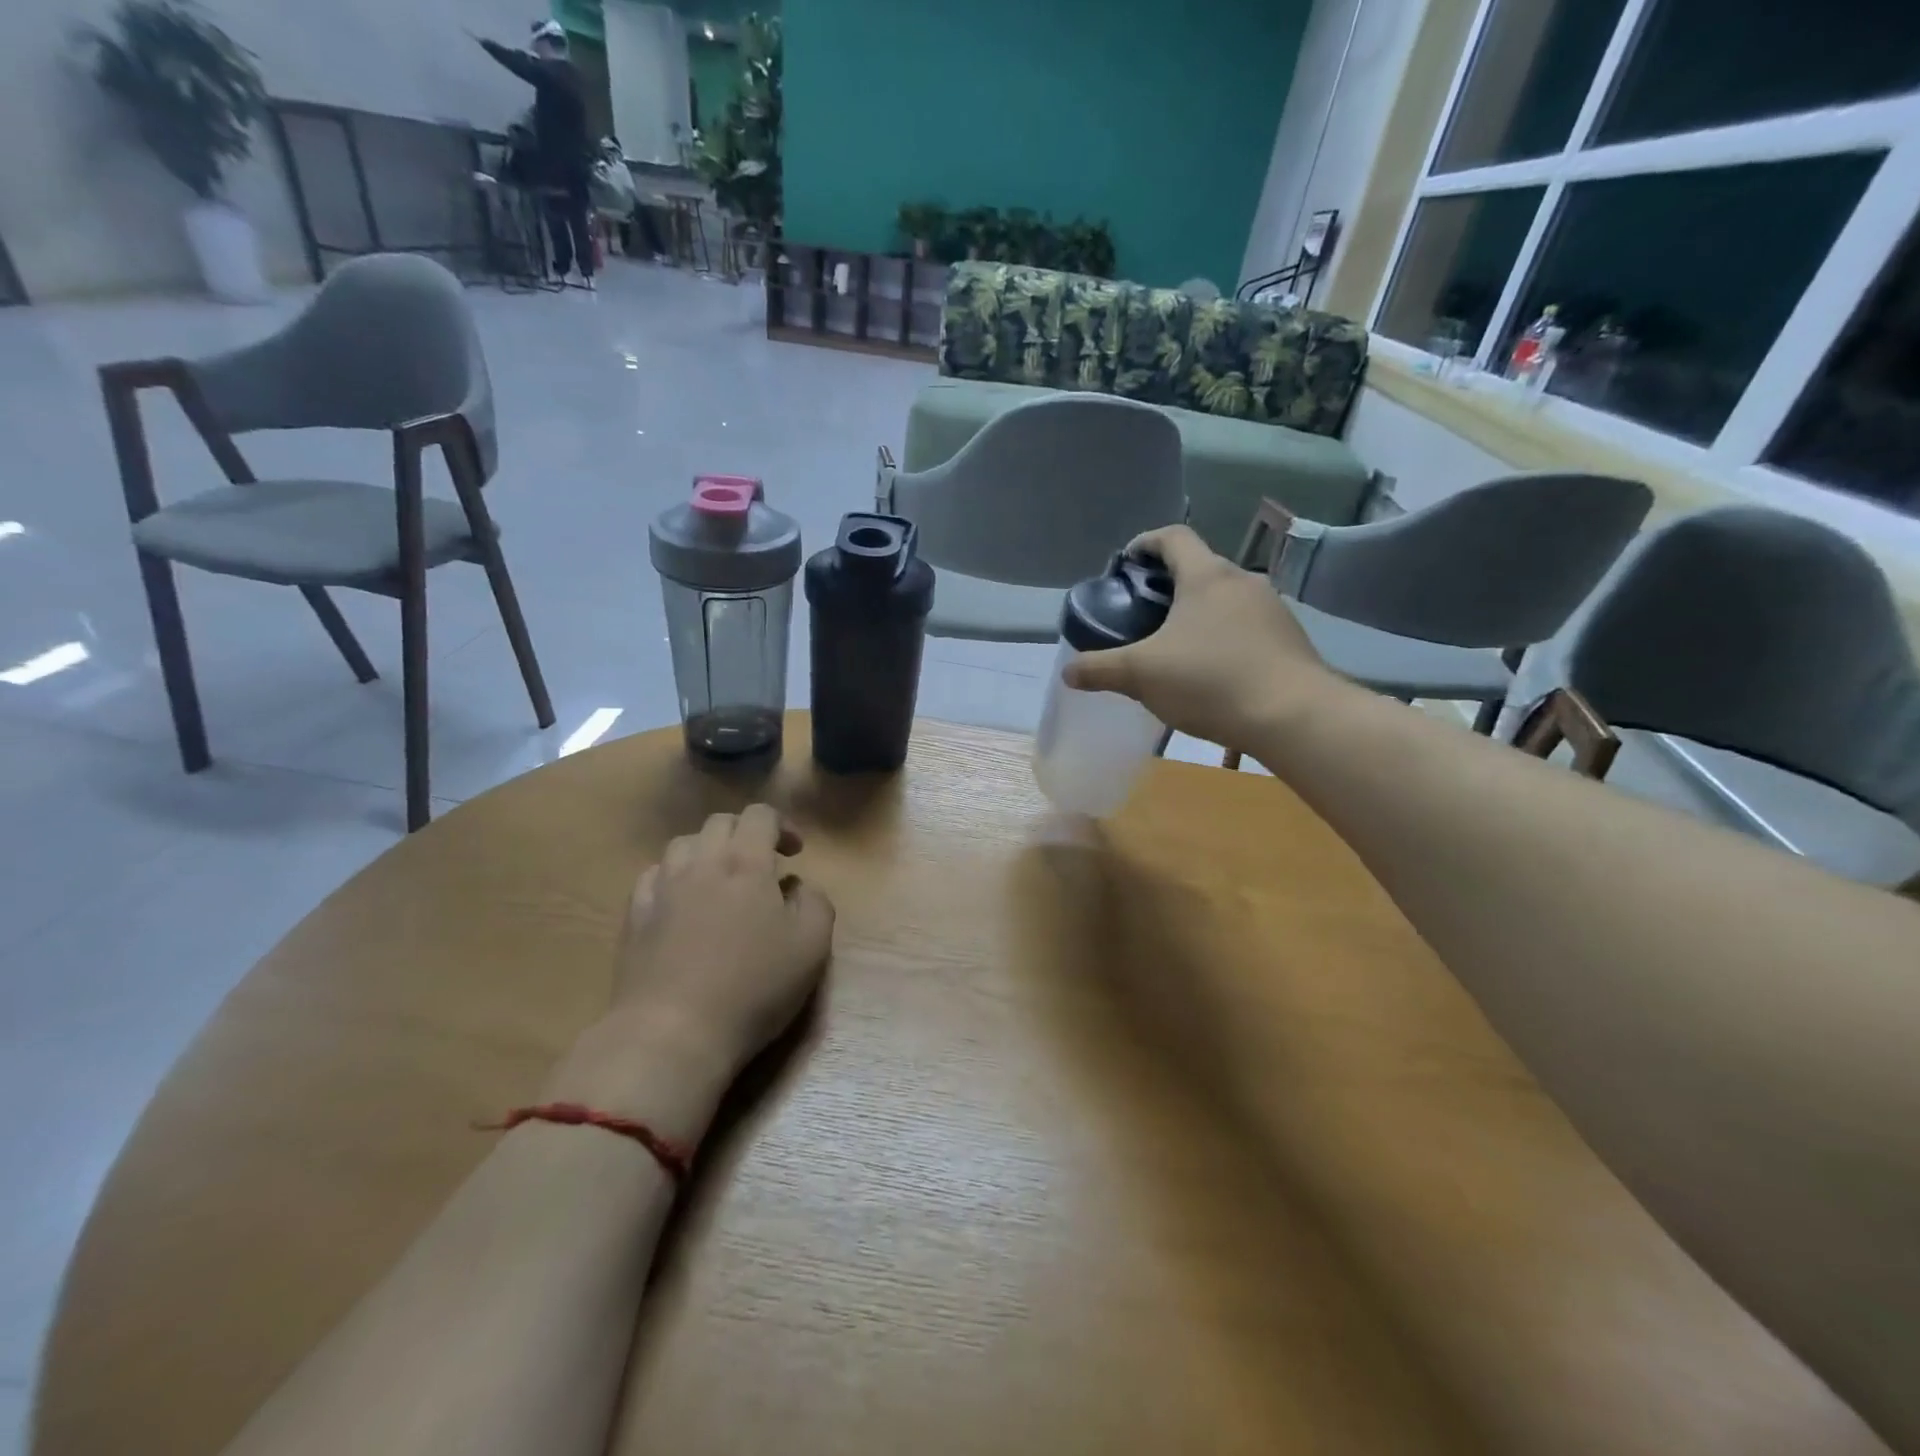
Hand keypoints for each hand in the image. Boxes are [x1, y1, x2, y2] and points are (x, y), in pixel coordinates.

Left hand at [613, 806, 834, 1077]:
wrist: (672, 1033)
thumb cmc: (753, 987)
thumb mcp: (812, 947)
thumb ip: (816, 903)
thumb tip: (799, 887)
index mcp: (746, 863)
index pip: (760, 815)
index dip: (782, 825)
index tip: (795, 854)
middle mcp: (700, 863)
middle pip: (719, 823)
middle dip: (745, 833)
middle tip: (762, 864)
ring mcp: (661, 889)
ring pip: (682, 844)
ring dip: (707, 851)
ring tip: (720, 880)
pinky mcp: (634, 918)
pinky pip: (653, 876)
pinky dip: (673, 876)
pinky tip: (682, 901)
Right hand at [1063, 525, 1337, 748]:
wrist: (1292, 716)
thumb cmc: (1210, 681)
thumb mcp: (1141, 675)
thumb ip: (1100, 669)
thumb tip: (1068, 671)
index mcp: (1205, 576)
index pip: (1173, 537)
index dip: (1145, 543)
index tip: (1126, 563)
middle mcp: (1242, 581)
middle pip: (1199, 568)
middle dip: (1168, 585)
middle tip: (1143, 614)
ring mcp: (1271, 608)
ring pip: (1224, 598)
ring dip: (1198, 612)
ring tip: (1175, 646)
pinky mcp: (1288, 638)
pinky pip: (1246, 625)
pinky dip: (1222, 635)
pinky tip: (1211, 670)